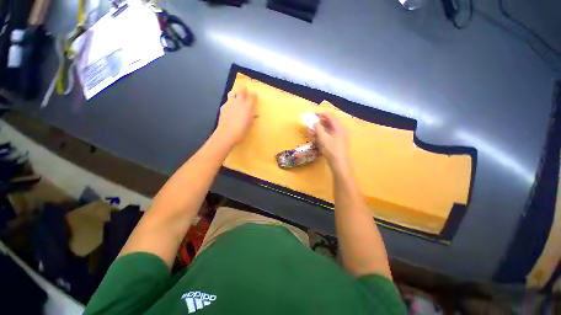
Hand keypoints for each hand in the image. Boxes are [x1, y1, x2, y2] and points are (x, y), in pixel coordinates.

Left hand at [216, 87, 256, 144]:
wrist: (227, 133)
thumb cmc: (242, 130)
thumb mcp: (250, 124)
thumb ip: (252, 117)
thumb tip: (254, 114)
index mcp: (248, 105)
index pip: (252, 96)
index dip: (254, 94)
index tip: (255, 94)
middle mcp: (239, 101)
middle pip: (241, 90)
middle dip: (243, 89)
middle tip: (245, 88)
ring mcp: (230, 103)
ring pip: (232, 93)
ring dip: (235, 93)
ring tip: (236, 95)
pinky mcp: (223, 107)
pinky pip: (227, 101)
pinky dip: (230, 102)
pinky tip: (230, 106)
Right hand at [313, 112, 349, 169]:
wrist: (339, 163)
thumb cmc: (331, 150)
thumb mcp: (323, 138)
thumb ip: (318, 127)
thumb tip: (314, 121)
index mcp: (338, 126)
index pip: (329, 115)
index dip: (320, 113)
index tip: (311, 114)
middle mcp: (340, 129)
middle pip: (329, 121)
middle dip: (319, 120)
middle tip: (311, 121)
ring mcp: (340, 135)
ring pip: (329, 127)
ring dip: (320, 127)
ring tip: (312, 129)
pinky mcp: (337, 141)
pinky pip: (329, 133)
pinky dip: (323, 132)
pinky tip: (317, 136)